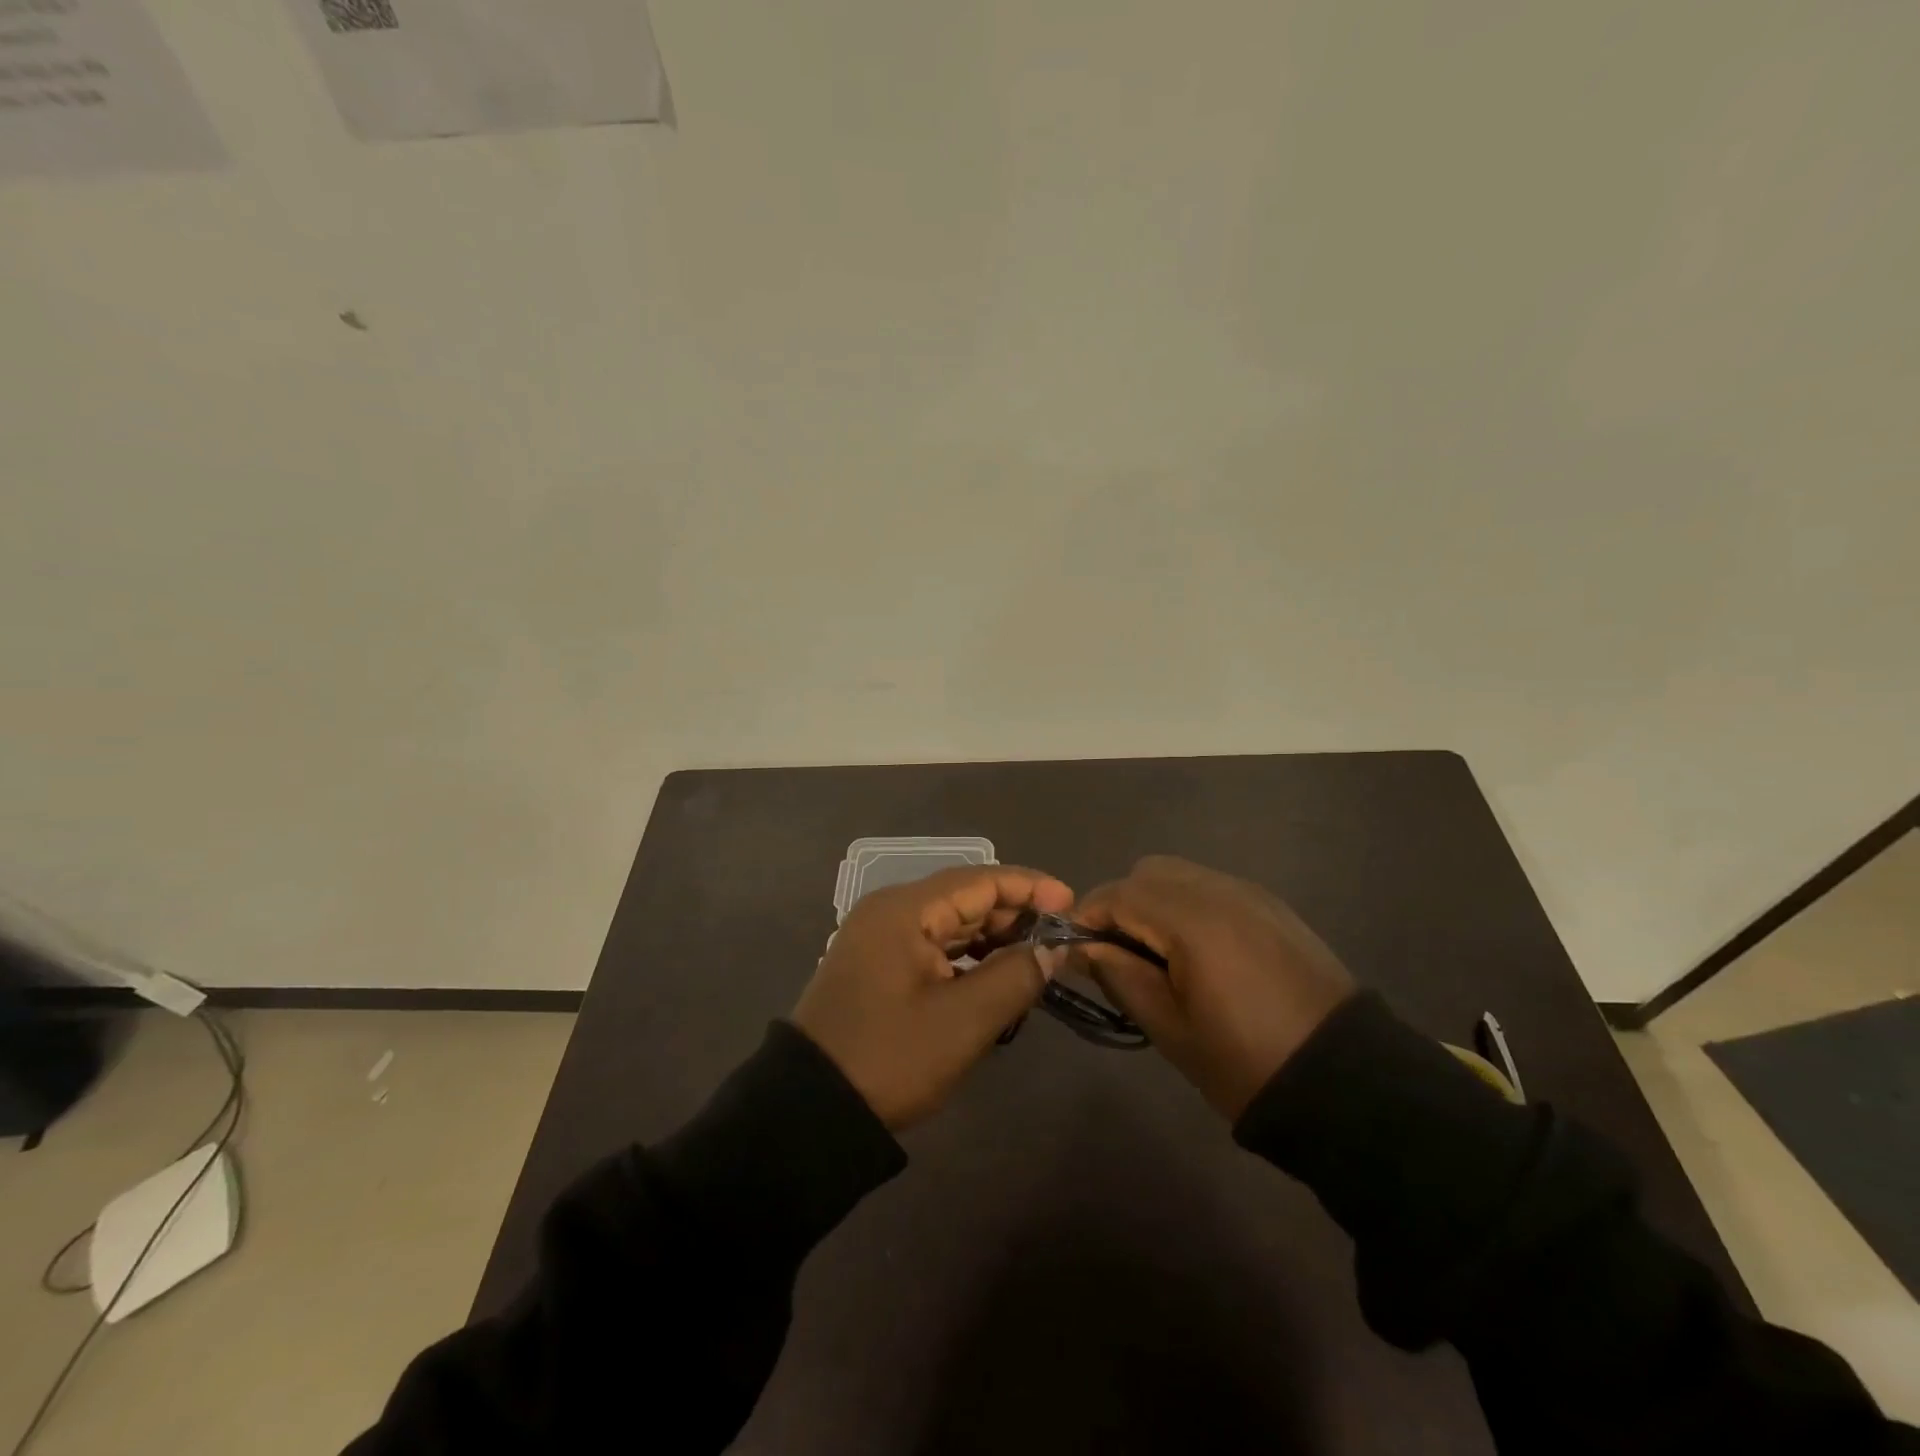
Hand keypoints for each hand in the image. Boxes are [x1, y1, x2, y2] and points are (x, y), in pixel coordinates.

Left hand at [792, 865, 1074, 1129]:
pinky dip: (967, 956)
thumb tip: (1052, 949)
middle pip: (964, 898)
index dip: (1030, 888)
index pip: (979, 880)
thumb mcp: (963, 1021)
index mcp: (904, 910)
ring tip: (1037, 956)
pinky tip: (996, 974)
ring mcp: (880, 938)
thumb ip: (1015, 976)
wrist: (810, 1109)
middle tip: (1059, 937)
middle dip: (1014, 914)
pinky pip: (933, 946)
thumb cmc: (891, 1057)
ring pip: (949, 923)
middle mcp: (890, 912)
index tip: (1072, 904)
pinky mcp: (877, 966)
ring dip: (993, 937)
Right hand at [1071, 856, 1355, 1119]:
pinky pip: (1212, 888)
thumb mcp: (1169, 1027)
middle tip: (1118, 955)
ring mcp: (1251, 894)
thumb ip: (1119, 975)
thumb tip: (1082, 948)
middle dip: (1121, 904)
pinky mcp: (1273, 907)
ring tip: (1157, 955)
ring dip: (1155, 903)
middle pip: (1148, 873)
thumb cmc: (1245, 1062)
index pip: (1118, 894)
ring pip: (1181, 875)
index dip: (1087, 917)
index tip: (1075, 951)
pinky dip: (1188, 905)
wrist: (1348, 1083)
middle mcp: (1219, 889)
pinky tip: (1197, 953)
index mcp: (1191, 918)